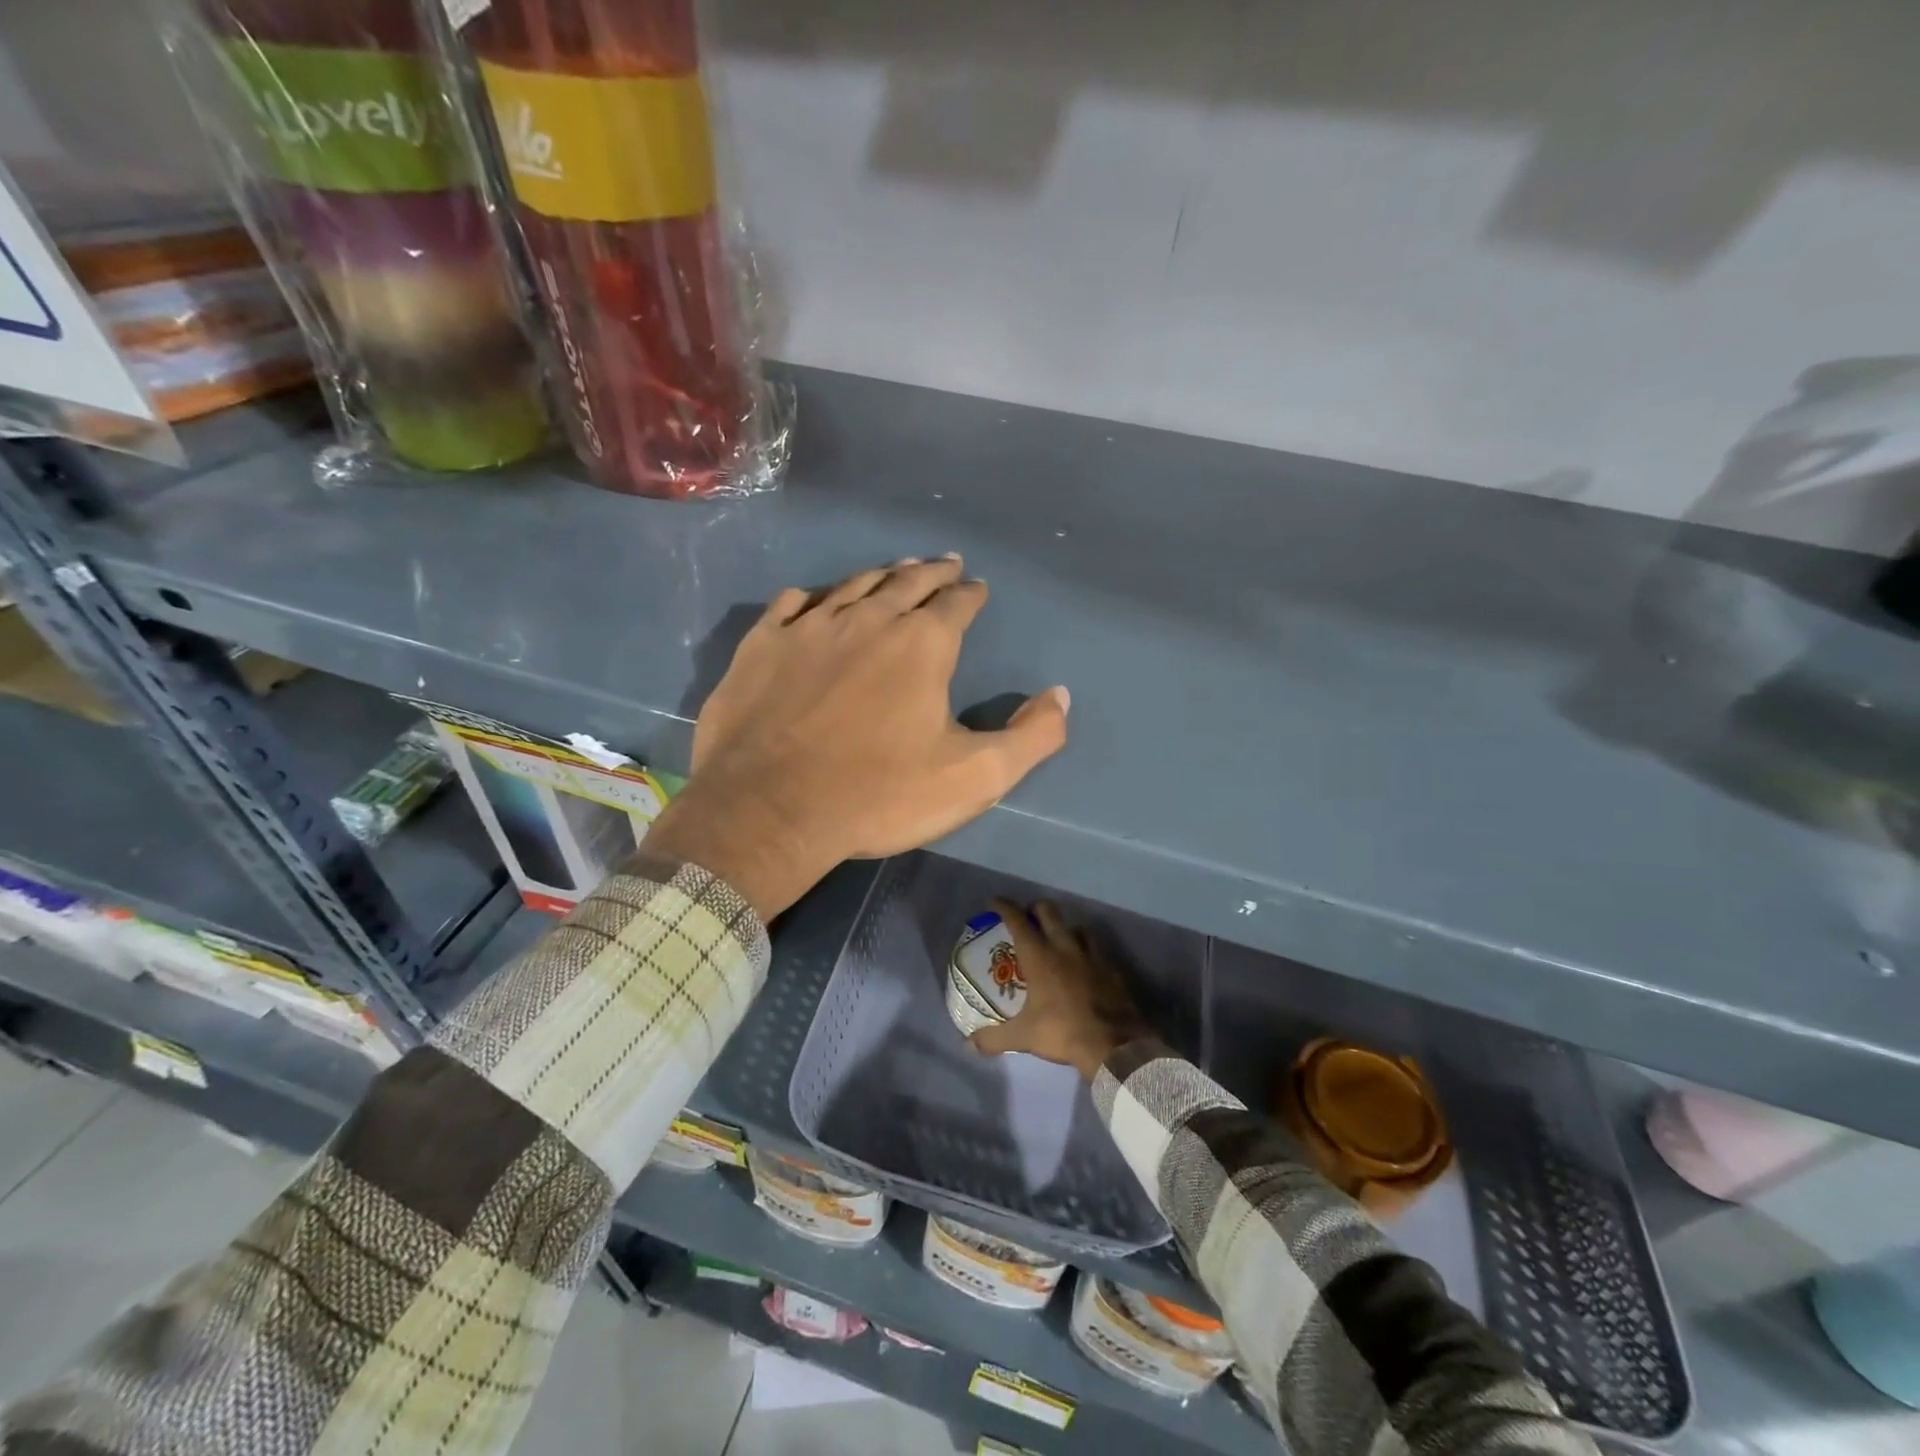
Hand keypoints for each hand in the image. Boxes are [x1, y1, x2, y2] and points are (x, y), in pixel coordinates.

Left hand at [644, 558, 1070, 920]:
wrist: (770, 810)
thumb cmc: (878, 795)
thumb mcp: (974, 778)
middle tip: (944, 563)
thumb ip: (1031, 737)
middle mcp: (868, 619)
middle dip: (932, 572)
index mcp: (922, 645)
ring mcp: (809, 628)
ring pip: (852, 586)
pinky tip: (813, 598)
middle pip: (907, 583)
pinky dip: (810, 597)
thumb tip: (1060, 696)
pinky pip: (790, 605)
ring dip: (880, 575)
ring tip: (895, 569)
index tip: (977, 587)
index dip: (971, 593)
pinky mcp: (763, 645)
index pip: (957, 604)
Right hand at [970, 898, 1152, 1079]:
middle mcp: (1064, 947)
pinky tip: (1084, 963)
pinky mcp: (1111, 968)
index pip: (1018, 920)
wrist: (1114, 1044)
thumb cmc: (1063, 1032)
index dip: (1005, 907)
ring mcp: (1092, 955)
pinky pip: (1097, 948)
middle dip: (1035, 909)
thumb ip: (994, 1038)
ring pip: (1076, 926)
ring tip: (1057, 938)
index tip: (995, 901)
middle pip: (1049, 911)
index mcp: (1039, 956)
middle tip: (1026, 918)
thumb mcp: (1024, 1037)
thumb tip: (969, 1044)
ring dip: (1064, 927)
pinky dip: (1087, 949)